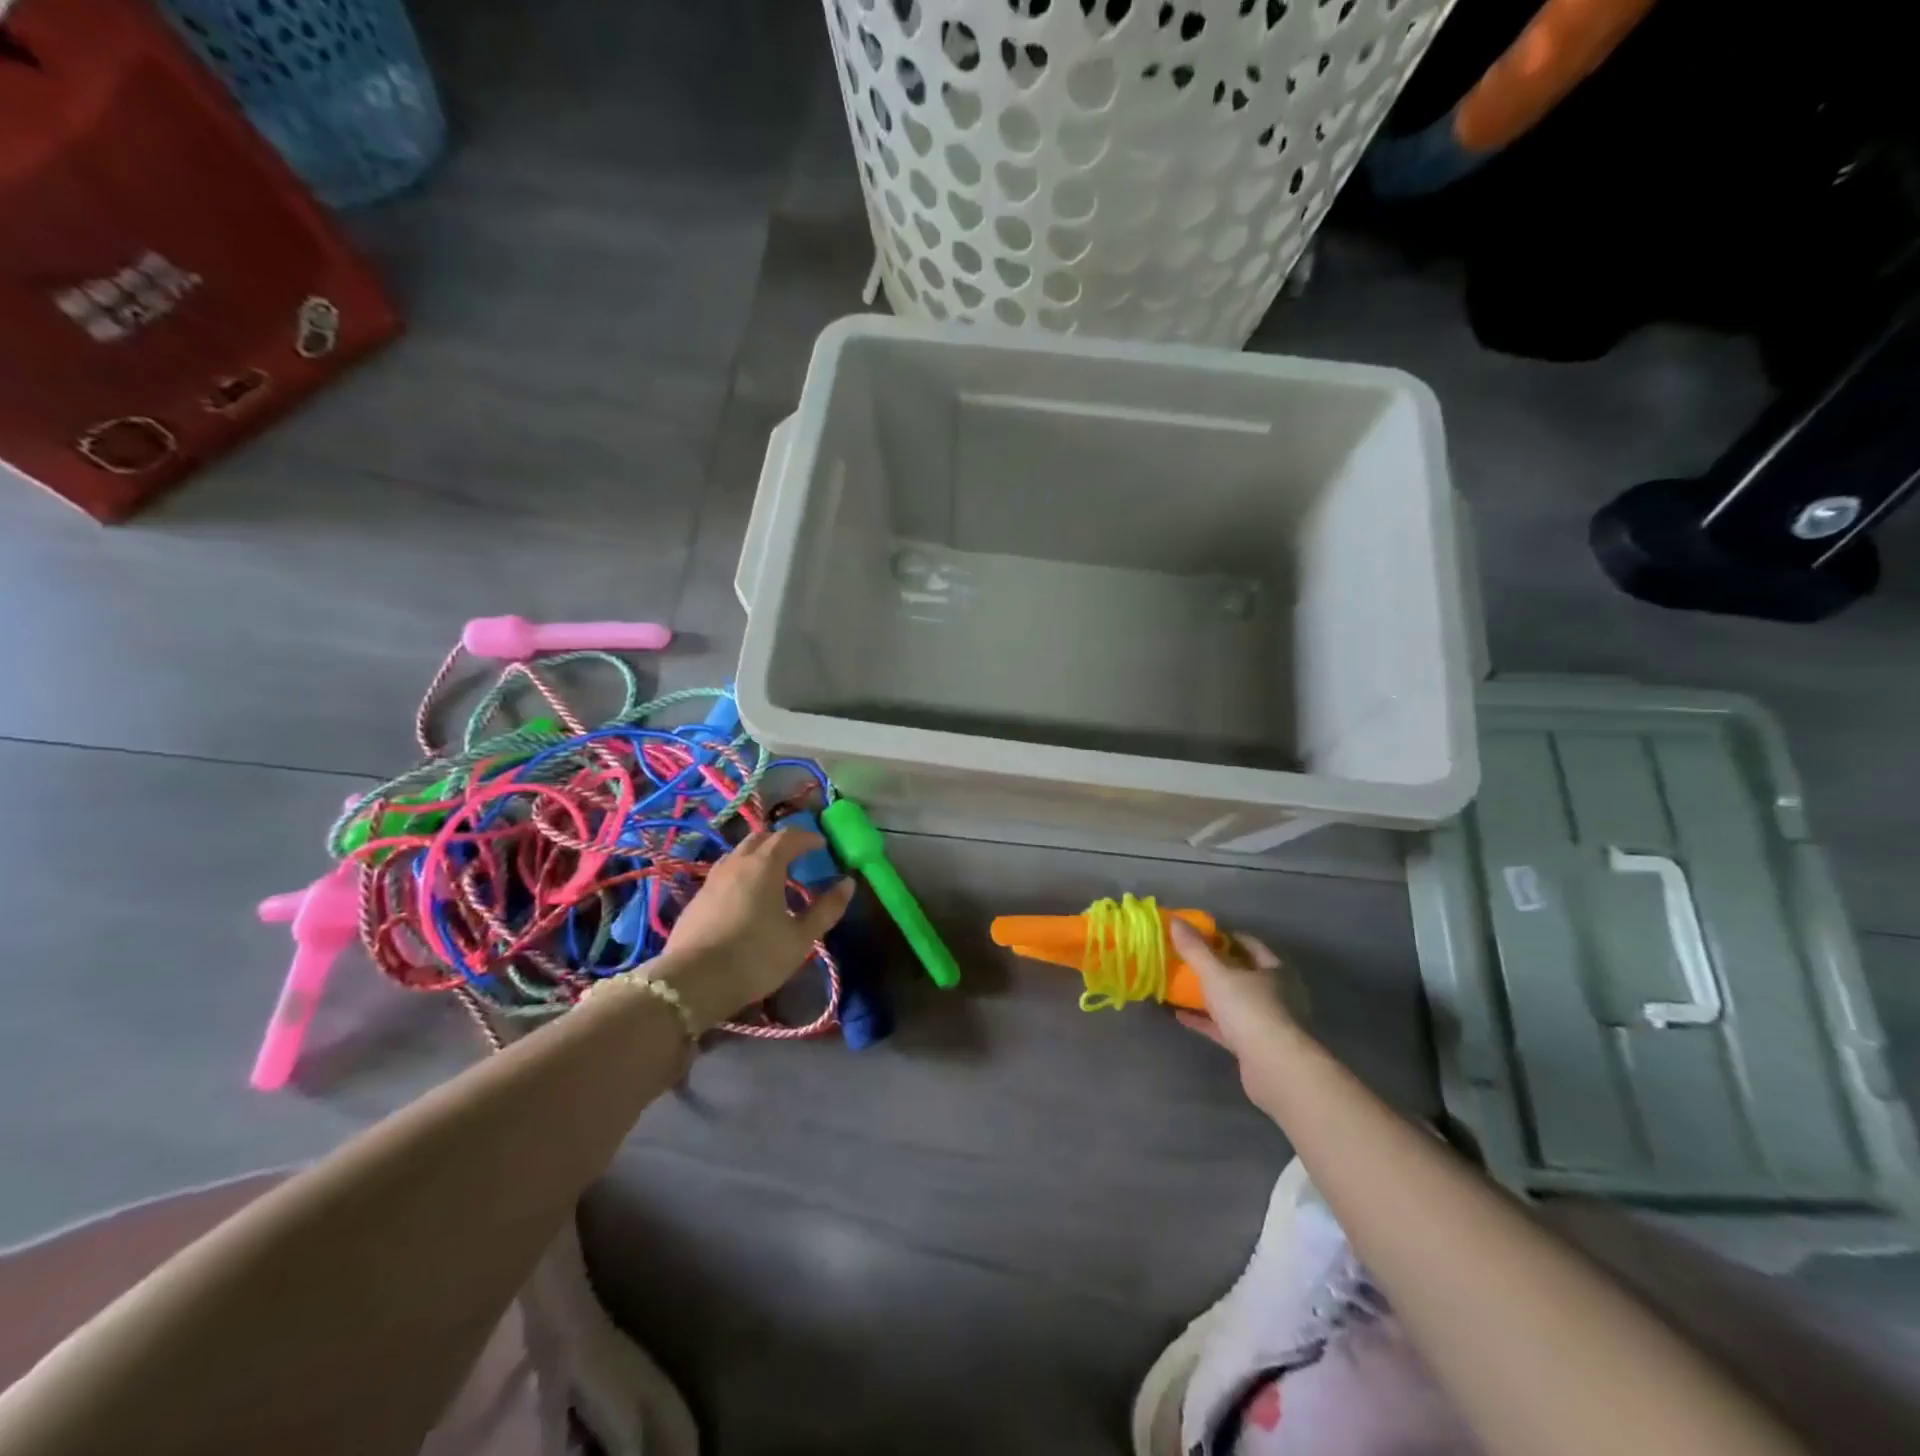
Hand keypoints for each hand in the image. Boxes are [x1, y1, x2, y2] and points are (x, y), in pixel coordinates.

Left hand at [655, 829, 853, 1030]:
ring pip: (738, 854)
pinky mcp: (696, 899)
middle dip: (781, 841)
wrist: (693, 982)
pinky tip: (746, 898)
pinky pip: (724, 874)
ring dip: (758, 856)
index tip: (822, 845)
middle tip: (798, 856)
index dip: (808, 838)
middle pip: (760, 838)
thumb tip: (848, 883)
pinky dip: (741, 874)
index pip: (788, 836)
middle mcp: (736, 863)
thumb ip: (826, 909)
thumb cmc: (756, 956)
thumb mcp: (801, 937)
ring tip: (773, 876)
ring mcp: (712, 880)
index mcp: (764, 864)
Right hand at [1170, 922, 1298, 1103]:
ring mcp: (1267, 1022)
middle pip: (1242, 973)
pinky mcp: (1255, 1047)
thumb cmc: (1251, 1010)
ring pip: (1233, 1002)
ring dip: (1209, 995)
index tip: (1197, 934)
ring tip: (1179, 986)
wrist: (1276, 1069)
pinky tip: (1180, 1016)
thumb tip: (1175, 920)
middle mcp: (1277, 994)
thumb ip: (1195, 949)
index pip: (1248, 944)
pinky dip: (1205, 1020)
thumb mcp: (1217, 973)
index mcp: (1275, 970)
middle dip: (1214, 966)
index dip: (1223, 936)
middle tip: (1185, 959)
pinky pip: (1225, 1027)